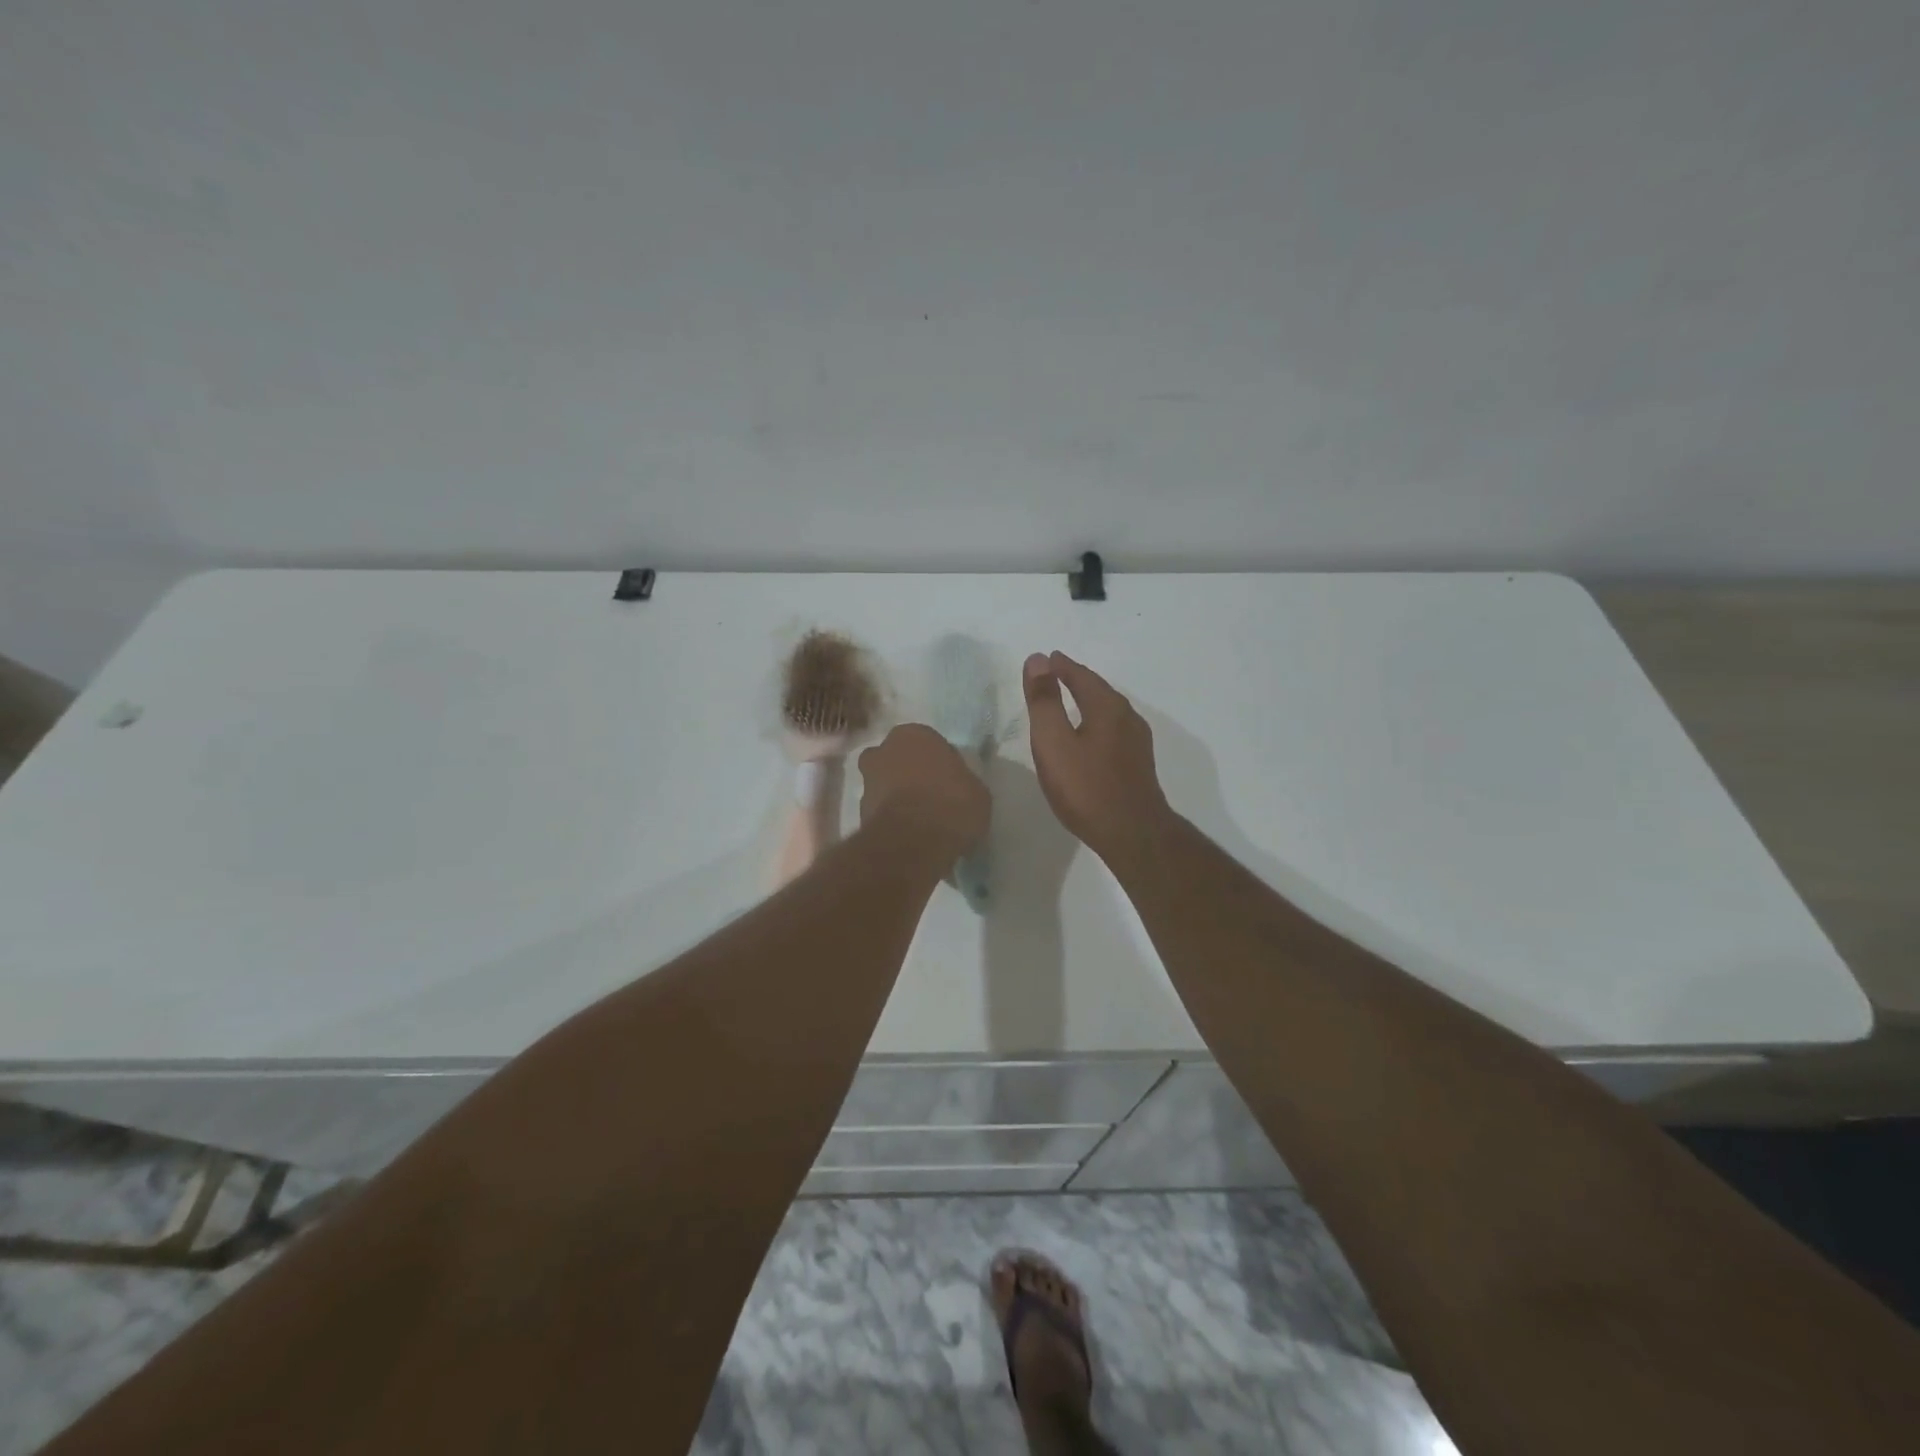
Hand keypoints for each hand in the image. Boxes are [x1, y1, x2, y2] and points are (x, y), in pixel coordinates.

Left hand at [858, 724, 989, 863]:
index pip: (927, 742)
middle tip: (930, 795)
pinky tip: (909, 835)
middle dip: (908, 773)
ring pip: (885, 784)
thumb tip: (957, 788)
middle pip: (898, 759)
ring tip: (920, 821)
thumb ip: (961, 781)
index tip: (950, 781)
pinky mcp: (859, 812)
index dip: (938, 762)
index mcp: (913, 734)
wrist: (914, 841)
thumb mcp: (977, 791)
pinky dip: (891, 819)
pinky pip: (880, 811)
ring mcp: (867, 782)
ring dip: (897, 797)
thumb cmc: (952, 804)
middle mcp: (884, 751)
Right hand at [1023, 652, 1171, 861]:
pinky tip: (1089, 738)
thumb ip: (1044, 701)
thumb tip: (1038, 659)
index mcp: (1107, 707)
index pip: (1081, 675)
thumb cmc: (1086, 787)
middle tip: (1055, 675)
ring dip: (1088, 701)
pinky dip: (1096, 723)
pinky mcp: (1138, 764)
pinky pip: (1113, 730)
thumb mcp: (1054, 742)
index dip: (1061, 666)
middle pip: (1099, 690)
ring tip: (1068, 702)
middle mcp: (1127, 717)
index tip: (1046, 659)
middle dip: (1076, 680)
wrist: (1132, 834)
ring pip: (1109, 711)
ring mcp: (1137, 742)